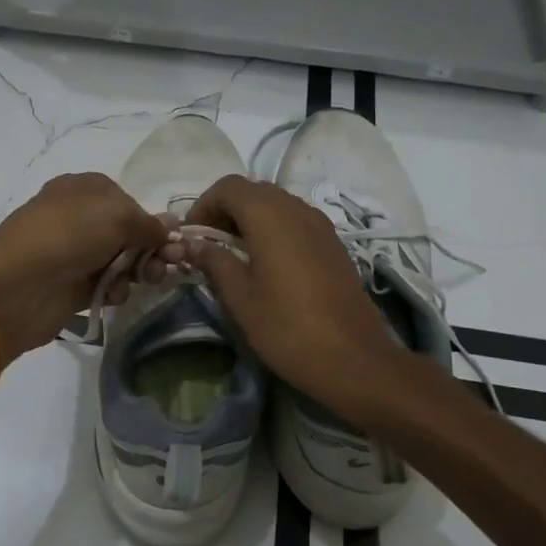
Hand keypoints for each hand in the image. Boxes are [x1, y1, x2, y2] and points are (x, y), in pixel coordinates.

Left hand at [0, 173, 176, 362]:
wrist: (18, 286)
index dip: (152, 221)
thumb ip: (149, 224)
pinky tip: (113, 294)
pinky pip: (107, 285)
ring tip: (144, 280)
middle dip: (152, 248)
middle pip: (130, 232)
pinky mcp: (73, 285)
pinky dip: (116, 289)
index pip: (130, 201)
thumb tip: (171, 229)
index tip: (172, 241)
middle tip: (168, 264)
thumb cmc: (68, 235)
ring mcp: (75, 252)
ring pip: (122, 261)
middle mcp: (80, 217)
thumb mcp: (118, 215)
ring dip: (139, 271)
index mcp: (85, 188)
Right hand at [183, 175, 407, 416]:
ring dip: (250, 219)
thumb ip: (214, 262)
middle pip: (253, 191)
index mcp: (269, 215)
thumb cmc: (287, 328)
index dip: (203, 205)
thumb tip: (194, 245)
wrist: (354, 358)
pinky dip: (274, 229)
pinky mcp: (333, 243)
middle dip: (226, 210)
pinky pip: (296, 220)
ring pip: (276, 204)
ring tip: (234, 254)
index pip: (228, 187)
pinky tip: (266, 263)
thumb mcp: (240, 298)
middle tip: (209, 244)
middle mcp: (296, 209)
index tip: (191, 237)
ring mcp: (320, 224)